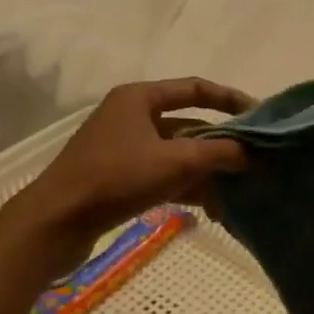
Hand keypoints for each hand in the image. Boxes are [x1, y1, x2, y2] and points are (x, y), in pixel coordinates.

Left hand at [0, 78, 252, 241]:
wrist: (54, 224)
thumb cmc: (115, 178)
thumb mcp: (176, 162)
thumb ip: (220, 153)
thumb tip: (254, 153)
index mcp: (139, 98)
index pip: (195, 88)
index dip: (230, 99)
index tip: (259, 116)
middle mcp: (131, 117)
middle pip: (189, 125)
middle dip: (221, 146)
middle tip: (253, 161)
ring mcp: (124, 149)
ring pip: (178, 155)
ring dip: (207, 172)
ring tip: (236, 194)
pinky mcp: (119, 179)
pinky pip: (164, 176)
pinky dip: (187, 188)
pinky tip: (212, 210)